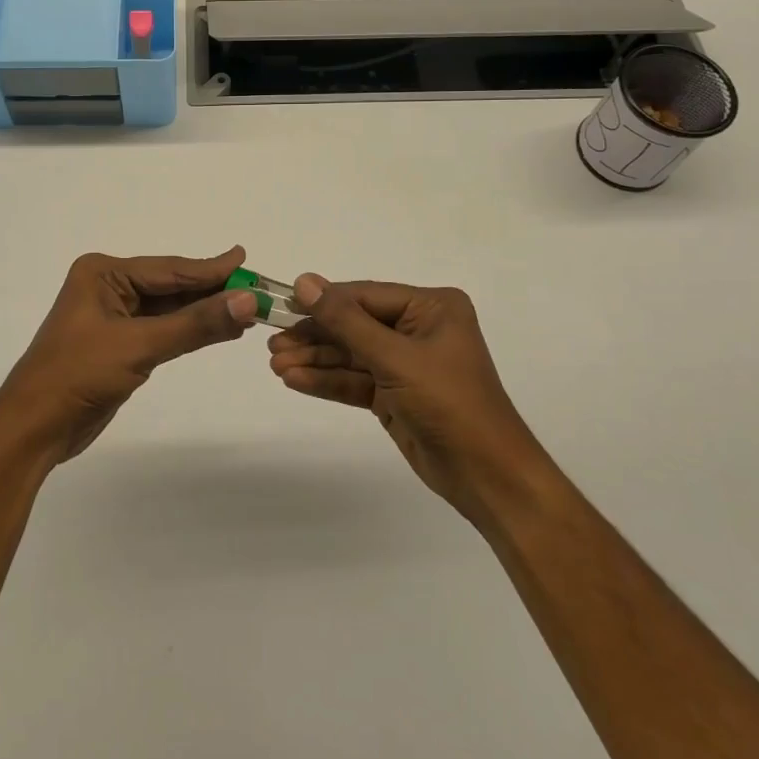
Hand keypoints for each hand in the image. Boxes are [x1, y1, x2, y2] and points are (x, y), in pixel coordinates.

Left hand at [0, 248, 258, 461]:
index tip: (246, 261)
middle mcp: (108, 287)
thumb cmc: (78, 375)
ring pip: (169, 309)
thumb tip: (248, 301)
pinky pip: (162, 330)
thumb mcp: (140, 345)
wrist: (34, 428)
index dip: (211, 268)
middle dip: (211, 290)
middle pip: (171, 286)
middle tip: (256, 289)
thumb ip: (196, 324)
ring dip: (203, 312)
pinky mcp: (119, 344)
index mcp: (103, 273)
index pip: (169, 268)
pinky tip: (218, 330)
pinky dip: (189, 331)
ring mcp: (113, 316)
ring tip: (246, 309)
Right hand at [267, 276, 541, 521]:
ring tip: (275, 364)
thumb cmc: (448, 404)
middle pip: (355, 325)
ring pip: (351, 355)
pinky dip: (327, 382)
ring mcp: (407, 363)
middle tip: (271, 342)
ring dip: (315, 360)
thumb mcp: (394, 358)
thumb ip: (345, 321)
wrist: (487, 477)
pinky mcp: (396, 394)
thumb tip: (304, 281)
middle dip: (315, 336)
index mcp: (431, 307)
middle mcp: (419, 328)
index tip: (281, 305)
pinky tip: (294, 380)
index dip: (323, 301)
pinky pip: (356, 380)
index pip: (365, 296)